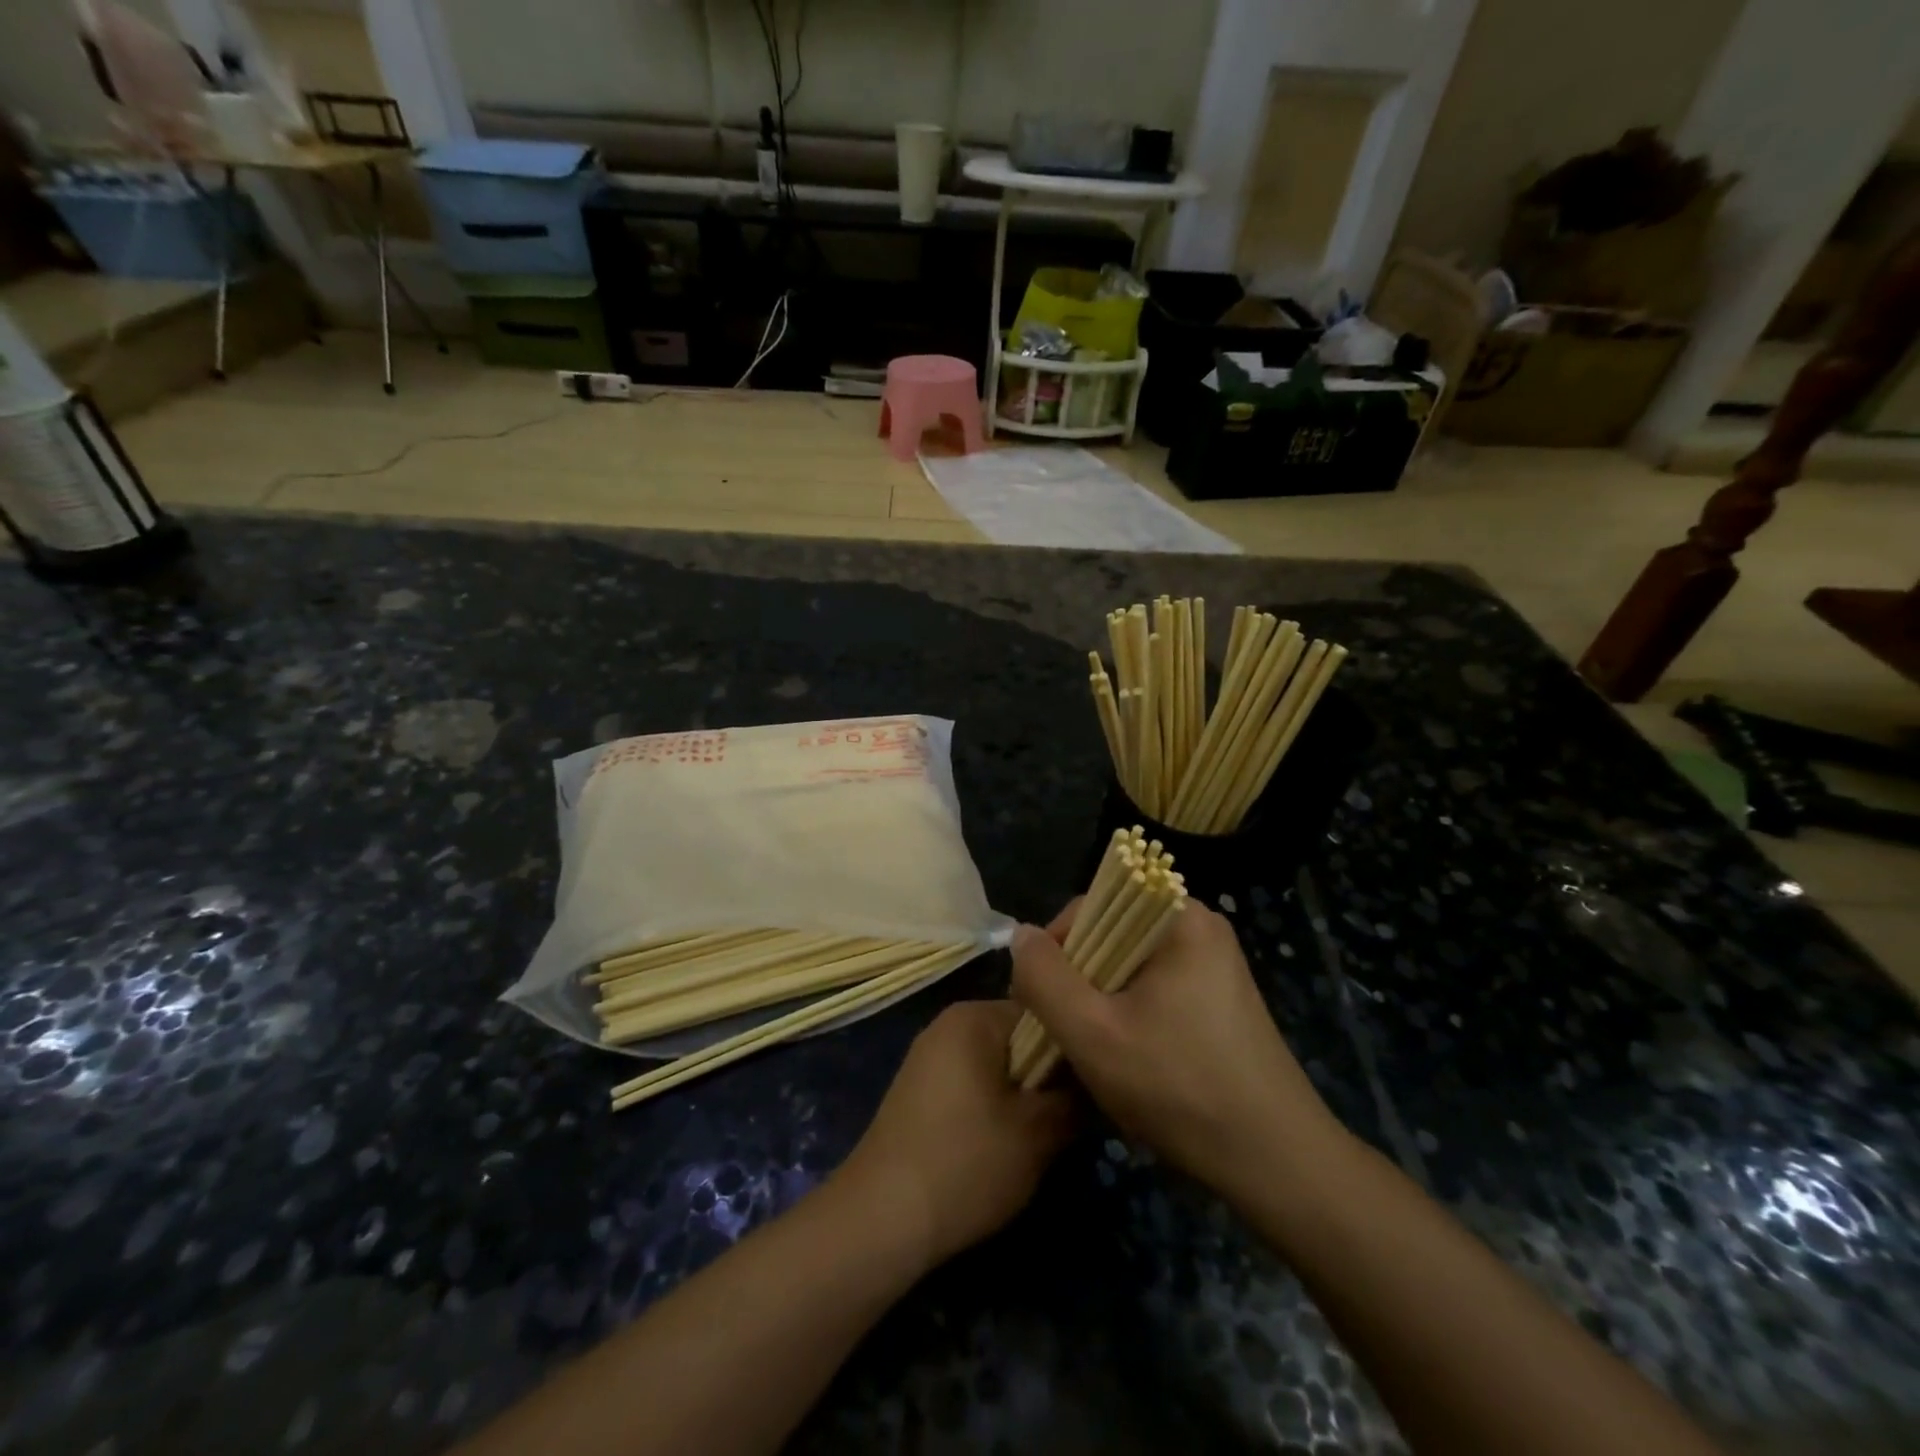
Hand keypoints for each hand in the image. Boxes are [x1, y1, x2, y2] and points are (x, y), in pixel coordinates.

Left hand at [835, 1000, 1074, 1270]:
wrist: (881, 1217)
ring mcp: (929, 1056)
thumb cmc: (966, 1163)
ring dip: (1023, 1091)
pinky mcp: (919, 1090)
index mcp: (974, 1017)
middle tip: (1077, 1111)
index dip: (1074, 1044)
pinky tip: (1007, 1141)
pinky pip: (972, 1081)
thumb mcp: (1037, 1134)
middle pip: (1018, 1036)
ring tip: (1048, 1130)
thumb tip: (1097, 1080)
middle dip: (1048, 1072)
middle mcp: (948, 1024)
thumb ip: (1075, 1099)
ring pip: (997, 1062)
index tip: (1097, 1079)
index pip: (1042, 1010)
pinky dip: (994, 1103)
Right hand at [1009, 901, 1343, 1197]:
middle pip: (1110, 935)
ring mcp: (1215, 964)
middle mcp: (1200, 927)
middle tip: (1066, 1033)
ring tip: (1094, 1051)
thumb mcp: (1092, 1033)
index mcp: (1178, 918)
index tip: (1040, 1001)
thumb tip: (1021, 936)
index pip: (1091, 906)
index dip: (1055, 949)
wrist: (1278, 1163)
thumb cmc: (1180, 1088)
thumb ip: (1044, 978)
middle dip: (1078, 981)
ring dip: (1101, 1002)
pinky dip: (1131, 1015)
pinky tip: (1129, 1059)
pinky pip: (1155, 989)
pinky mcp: (1220, 999)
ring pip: (1129, 967)